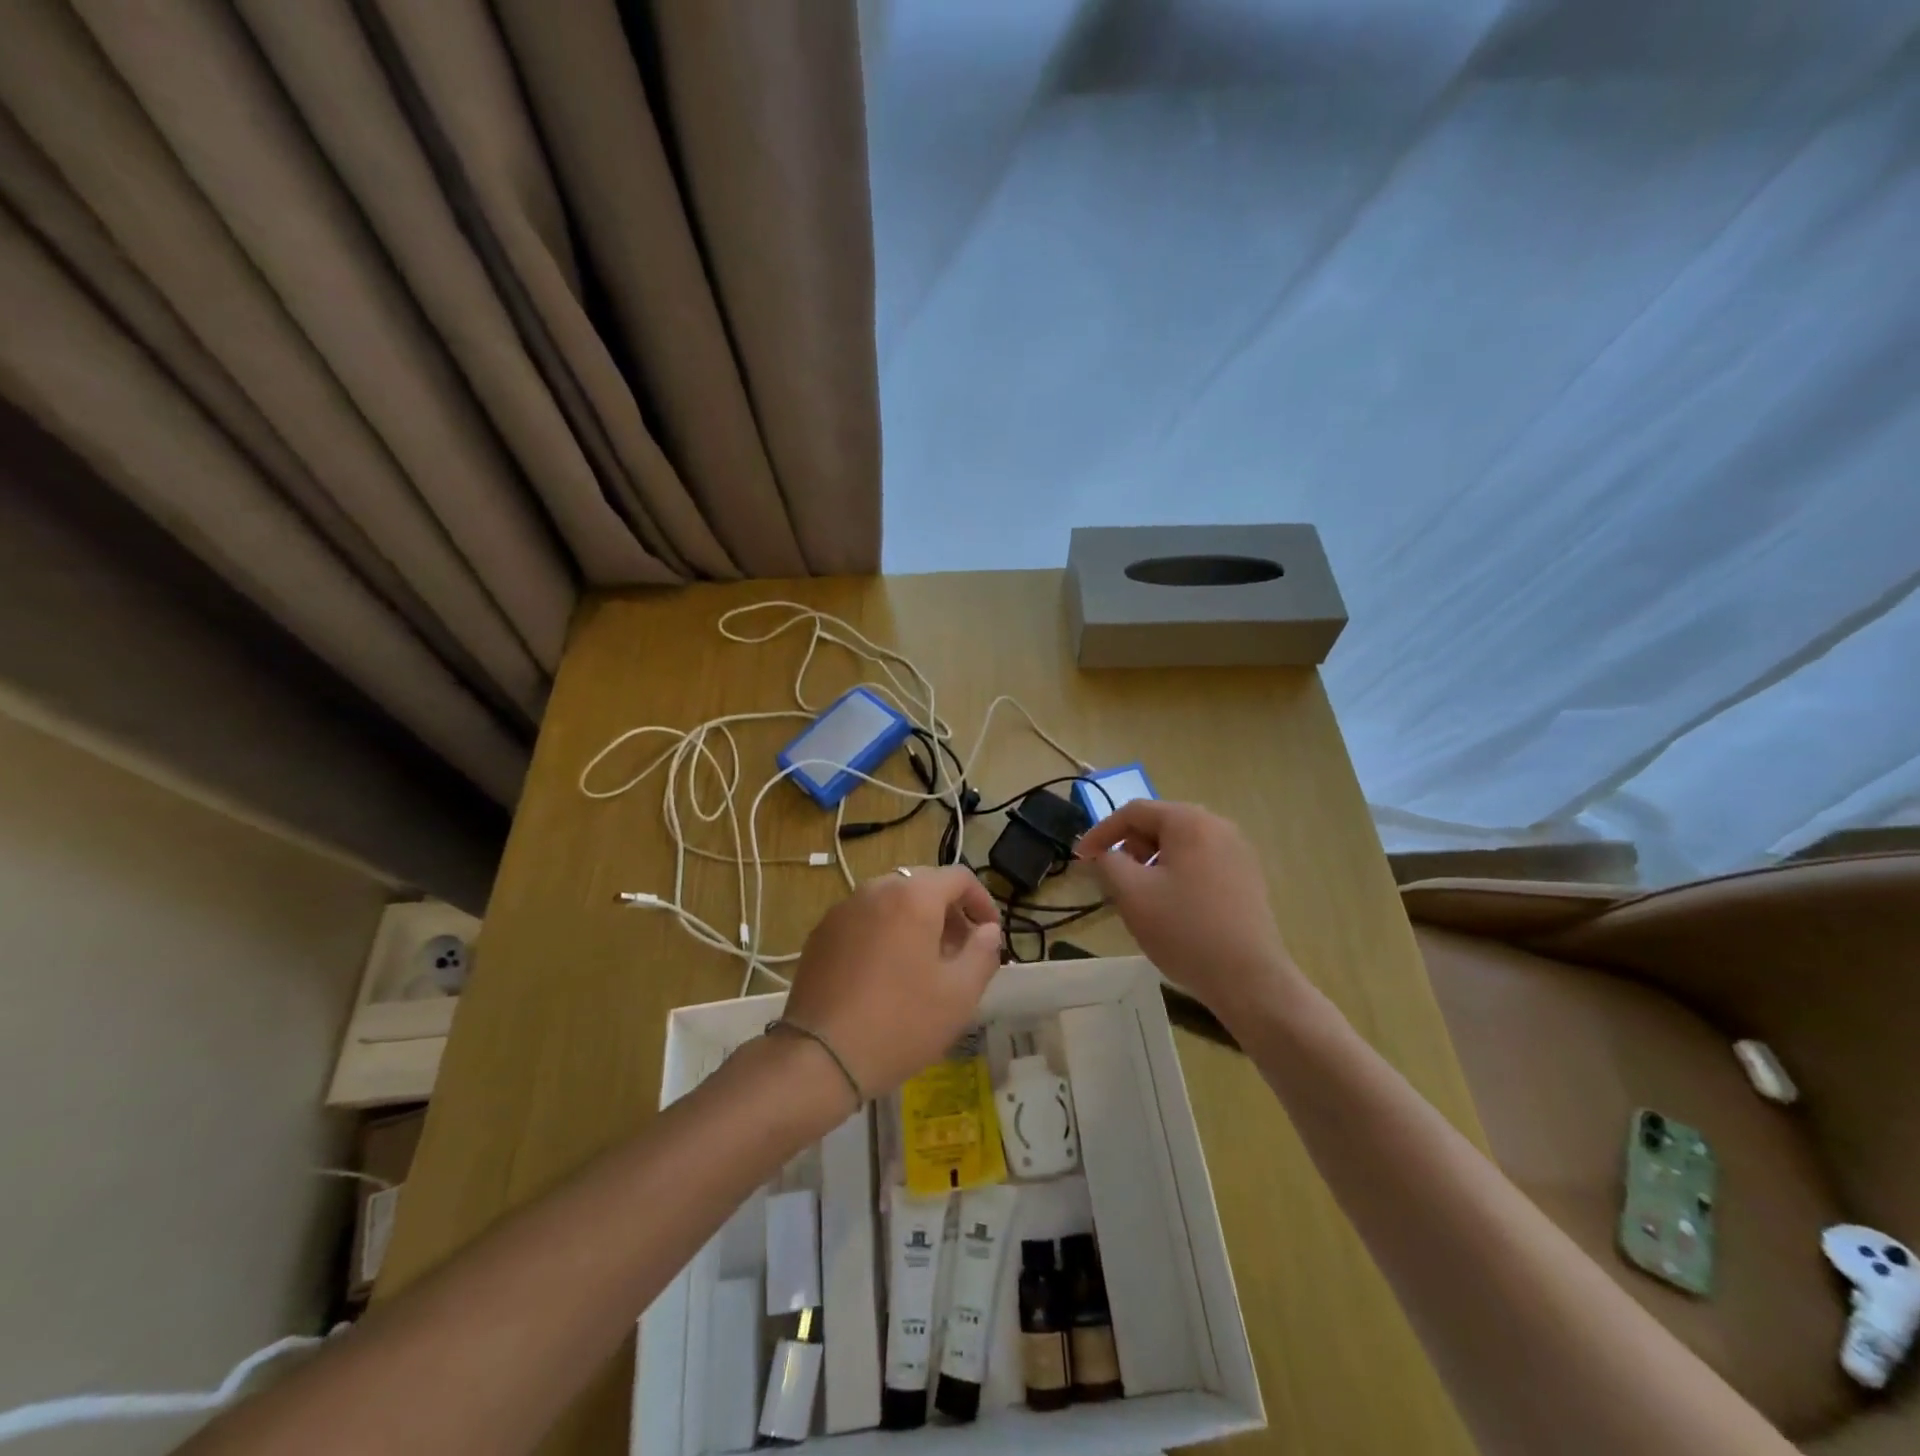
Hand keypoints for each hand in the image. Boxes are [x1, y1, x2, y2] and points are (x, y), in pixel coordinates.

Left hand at [782, 866, 1002, 1096]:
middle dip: (949, 912)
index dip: (982, 901)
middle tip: (960, 951)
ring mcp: (842, 910)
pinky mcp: (820, 934)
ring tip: (924, 965)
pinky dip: (884, 933)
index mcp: (912, 896)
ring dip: (915, 921)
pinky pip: (864, 920)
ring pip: (891, 901)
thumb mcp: (959, 994)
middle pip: (923, 885)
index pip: (959, 877)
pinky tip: (886, 975)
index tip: (991, 934)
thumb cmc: (900, 1022)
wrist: (820, 1058)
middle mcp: (875, 890)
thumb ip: (983, 952)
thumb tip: (988, 930)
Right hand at [1078, 800, 1301, 1027]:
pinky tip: (1172, 905)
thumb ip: (1108, 863)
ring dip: (1152, 861)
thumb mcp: (1131, 894)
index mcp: (1189, 821)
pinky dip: (1177, 872)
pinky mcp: (1247, 876)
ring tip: (1140, 894)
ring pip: (1181, 844)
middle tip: (1112, 877)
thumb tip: (1105, 855)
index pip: (1133, 812)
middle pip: (1160, 823)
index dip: (1101, 832)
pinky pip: (1201, 861)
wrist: (1249, 978)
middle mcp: (1218, 826)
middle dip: (1129, 846)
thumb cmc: (1184, 929)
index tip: (1081, 858)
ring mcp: (1238, 851)